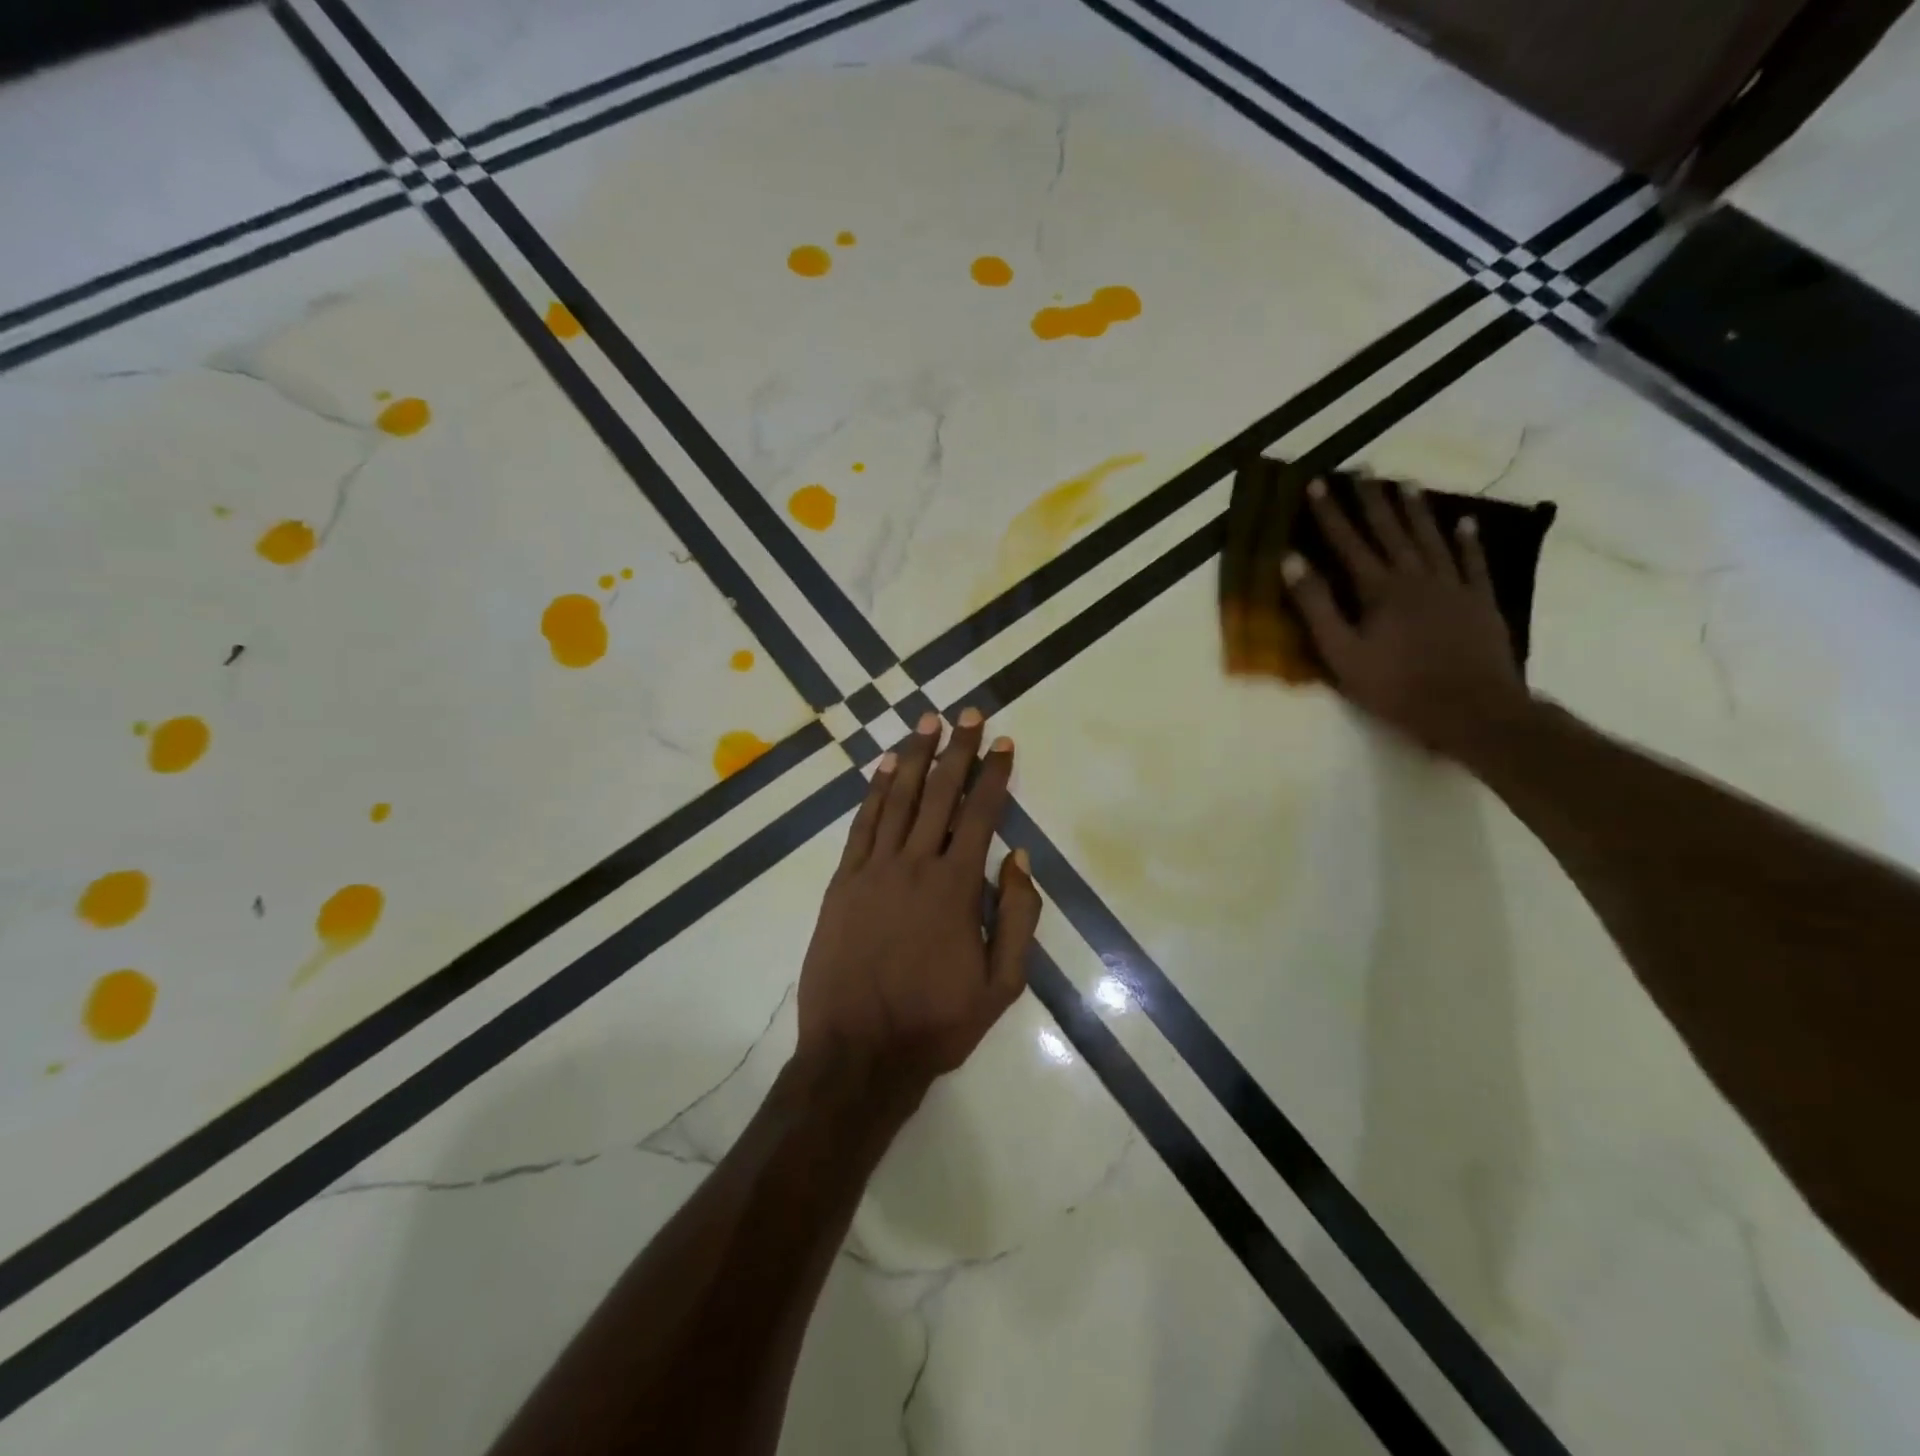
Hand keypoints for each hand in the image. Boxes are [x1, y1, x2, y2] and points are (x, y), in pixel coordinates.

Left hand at [796, 709, 1042, 1093]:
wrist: (858, 1052)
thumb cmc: (936, 1021)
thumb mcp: (1001, 983)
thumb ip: (1017, 916)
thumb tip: (1018, 858)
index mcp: (955, 887)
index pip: (980, 814)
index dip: (994, 775)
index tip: (1004, 742)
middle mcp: (914, 865)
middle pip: (940, 794)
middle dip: (957, 750)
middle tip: (968, 714)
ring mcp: (872, 870)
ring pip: (898, 799)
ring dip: (915, 757)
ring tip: (928, 722)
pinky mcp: (842, 882)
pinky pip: (862, 825)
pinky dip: (875, 791)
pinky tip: (885, 766)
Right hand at [1284, 474, 1533, 758]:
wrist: (1470, 708)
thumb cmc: (1395, 686)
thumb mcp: (1341, 653)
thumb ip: (1316, 606)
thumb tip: (1291, 561)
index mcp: (1379, 590)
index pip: (1348, 542)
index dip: (1331, 513)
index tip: (1318, 483)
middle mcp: (1415, 577)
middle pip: (1391, 531)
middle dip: (1373, 500)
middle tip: (1364, 471)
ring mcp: (1452, 586)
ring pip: (1431, 538)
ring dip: (1416, 511)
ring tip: (1405, 484)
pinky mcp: (1480, 601)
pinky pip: (1472, 562)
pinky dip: (1467, 540)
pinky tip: (1463, 522)